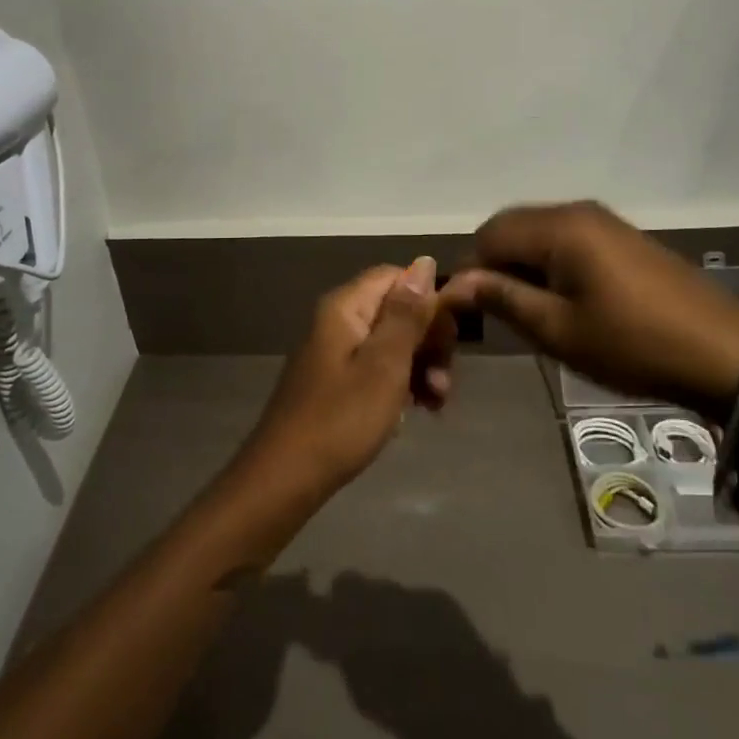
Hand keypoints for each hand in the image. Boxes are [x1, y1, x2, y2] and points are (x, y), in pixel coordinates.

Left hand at [236, 258, 455, 504]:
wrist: (286, 477)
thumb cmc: (341, 419)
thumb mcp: (384, 364)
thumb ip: (407, 313)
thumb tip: (425, 262)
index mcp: (346, 307)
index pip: (398, 277)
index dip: (431, 301)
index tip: (452, 340)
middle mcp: (339, 320)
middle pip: (398, 309)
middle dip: (430, 341)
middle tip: (444, 382)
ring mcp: (336, 351)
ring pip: (392, 341)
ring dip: (421, 367)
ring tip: (436, 404)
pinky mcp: (337, 380)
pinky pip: (378, 367)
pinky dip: (402, 383)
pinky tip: (417, 411)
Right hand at [442, 202, 738, 419]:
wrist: (725, 354)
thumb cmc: (633, 344)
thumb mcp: (558, 329)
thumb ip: (503, 299)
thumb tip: (454, 285)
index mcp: (559, 227)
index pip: (489, 234)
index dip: (473, 271)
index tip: (475, 314)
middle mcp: (577, 211)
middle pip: (511, 227)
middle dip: (496, 266)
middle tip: (503, 315)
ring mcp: (603, 222)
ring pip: (538, 233)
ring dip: (523, 267)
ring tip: (534, 313)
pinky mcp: (621, 238)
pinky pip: (566, 240)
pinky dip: (550, 265)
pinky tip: (565, 302)